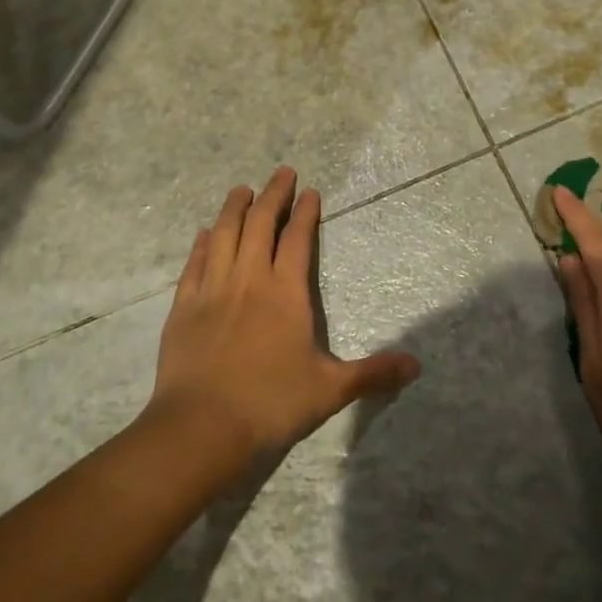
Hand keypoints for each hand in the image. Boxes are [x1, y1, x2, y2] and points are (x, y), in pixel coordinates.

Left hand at [148, 167, 420, 464]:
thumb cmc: (270, 404)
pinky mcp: (184, 306)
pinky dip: (202, 243)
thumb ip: (372, 374)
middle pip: (261, 223)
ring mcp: (213, 289)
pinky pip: (195, 263)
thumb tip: (417, 366)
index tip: (311, 192)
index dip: (306, 213)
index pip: (298, 239)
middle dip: (273, 194)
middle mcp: (250, 279)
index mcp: (286, 292)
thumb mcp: (330, 390)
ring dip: (234, 208)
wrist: (201, 428)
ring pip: (224, 234)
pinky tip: (205, 233)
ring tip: (242, 189)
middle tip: (282, 173)